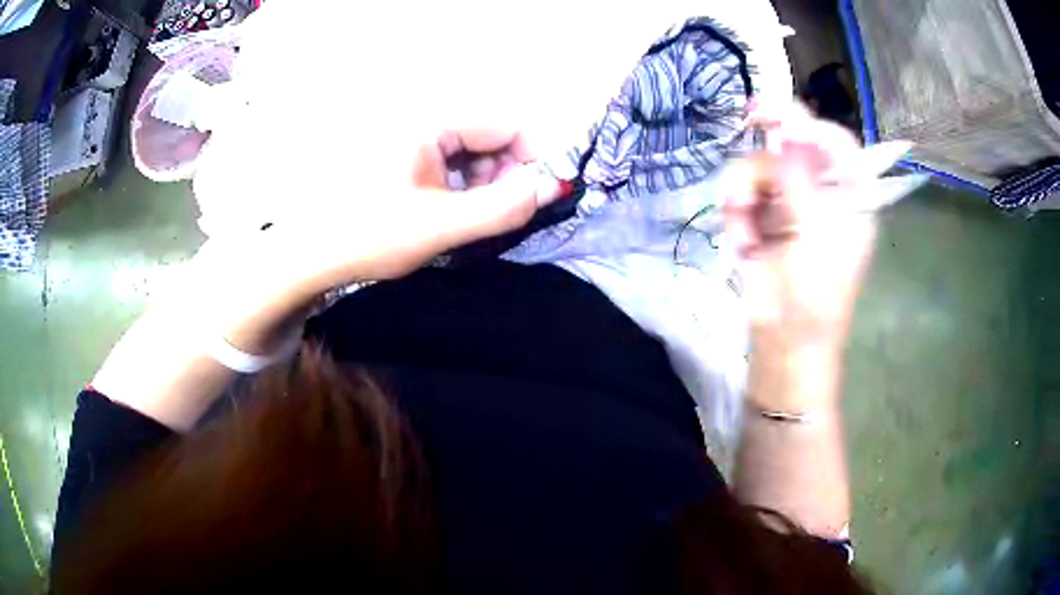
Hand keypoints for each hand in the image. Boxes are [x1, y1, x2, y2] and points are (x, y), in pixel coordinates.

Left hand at [207, 129, 562, 297]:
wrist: (311, 255)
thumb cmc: (369, 236)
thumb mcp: (441, 226)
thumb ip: (502, 207)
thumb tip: (554, 186)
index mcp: (431, 123)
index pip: (507, 125)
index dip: (531, 159)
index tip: (534, 198)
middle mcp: (423, 121)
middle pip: (490, 136)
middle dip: (504, 174)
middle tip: (494, 215)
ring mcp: (411, 138)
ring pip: (472, 152)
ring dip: (483, 184)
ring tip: (465, 219)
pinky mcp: (403, 156)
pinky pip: (450, 163)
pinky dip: (461, 187)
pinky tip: (447, 212)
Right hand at [724, 102, 877, 346]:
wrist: (786, 341)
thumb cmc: (816, 294)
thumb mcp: (816, 232)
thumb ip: (802, 176)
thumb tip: (791, 126)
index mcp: (849, 194)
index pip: (834, 141)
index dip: (805, 121)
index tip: (772, 114)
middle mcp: (820, 191)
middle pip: (792, 145)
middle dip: (768, 145)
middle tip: (749, 120)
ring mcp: (788, 203)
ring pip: (758, 167)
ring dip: (744, 190)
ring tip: (743, 224)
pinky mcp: (761, 218)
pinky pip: (740, 195)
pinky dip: (736, 214)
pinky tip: (741, 239)